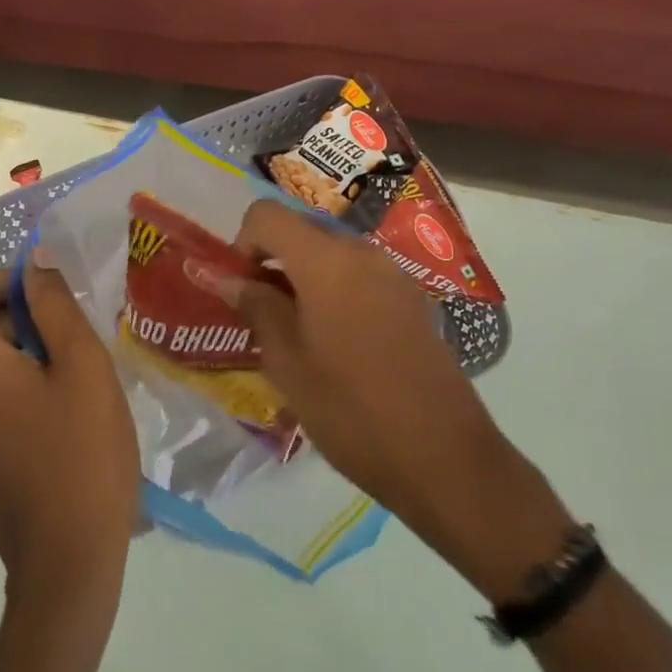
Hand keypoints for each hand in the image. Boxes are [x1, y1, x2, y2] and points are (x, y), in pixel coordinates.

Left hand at [0, 263, 140, 606]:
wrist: (66, 563)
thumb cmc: (81, 456)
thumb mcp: (83, 368)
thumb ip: (55, 306)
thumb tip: (34, 263)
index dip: (3, 278)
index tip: (50, 302)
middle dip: (23, 315)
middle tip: (77, 343)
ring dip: (28, 348)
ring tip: (77, 378)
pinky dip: (20, 379)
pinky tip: (64, 409)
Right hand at [229, 201, 572, 598]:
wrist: (443, 456)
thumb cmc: (351, 410)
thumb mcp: (287, 362)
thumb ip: (256, 307)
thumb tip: (228, 277)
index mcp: (326, 260)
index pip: (266, 215)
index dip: (242, 244)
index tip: (241, 289)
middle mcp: (362, 252)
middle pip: (301, 232)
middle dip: (272, 263)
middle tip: (262, 317)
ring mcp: (393, 274)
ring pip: (331, 256)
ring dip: (303, 280)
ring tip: (297, 336)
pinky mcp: (413, 299)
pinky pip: (359, 277)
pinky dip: (334, 293)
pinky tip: (337, 345)